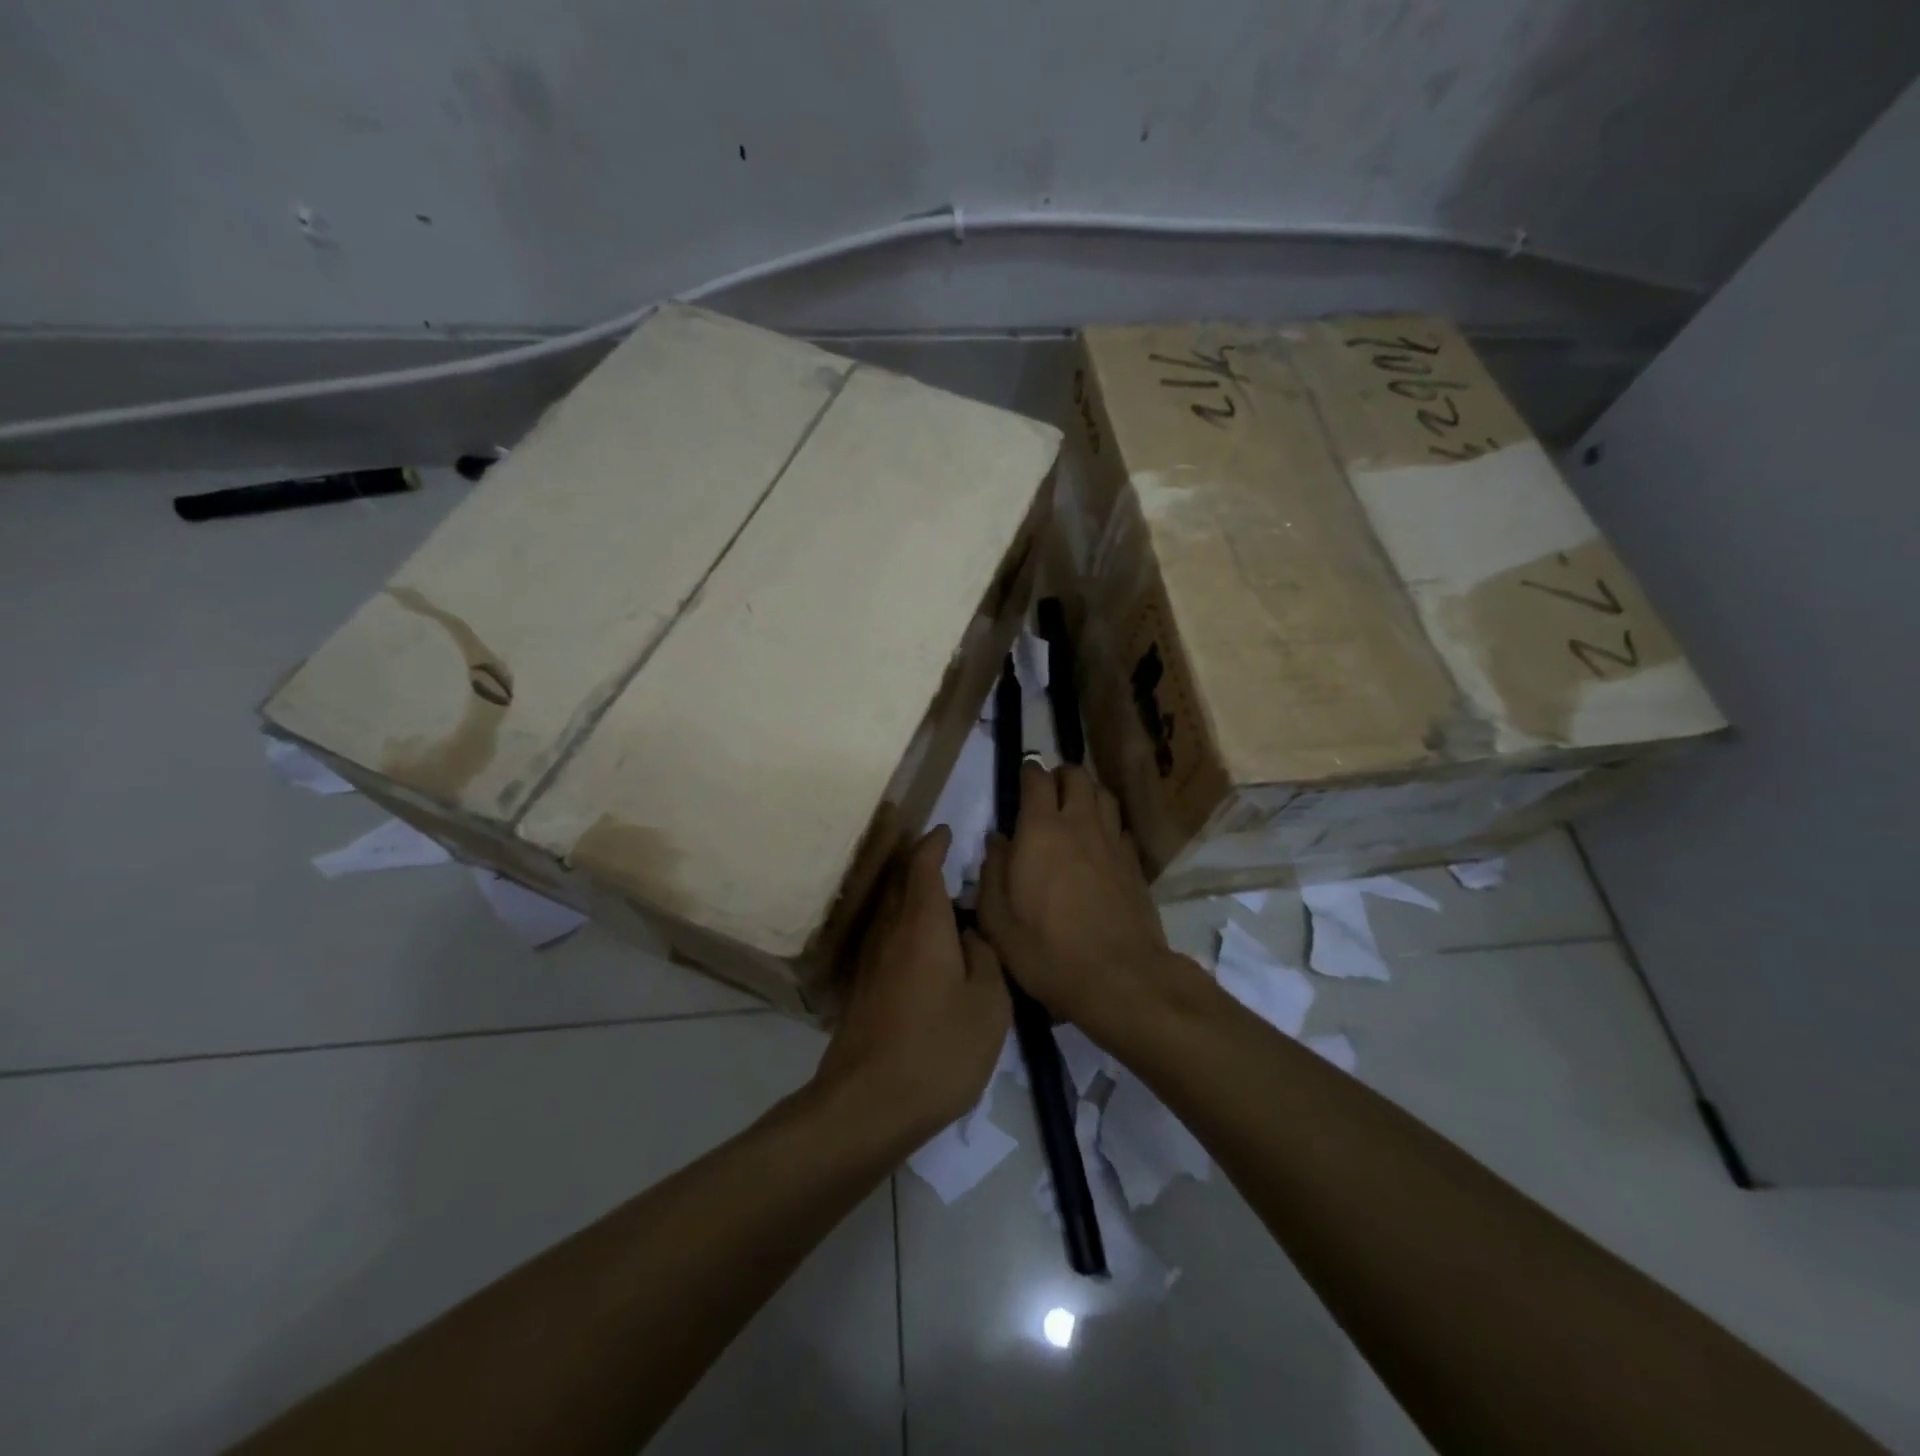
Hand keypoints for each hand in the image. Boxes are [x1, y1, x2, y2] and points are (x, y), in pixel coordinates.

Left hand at [816, 826, 1010, 1138]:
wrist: (868, 1105)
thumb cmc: (939, 1049)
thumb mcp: (989, 1004)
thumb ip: (985, 958)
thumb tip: (971, 935)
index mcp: (922, 925)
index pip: (923, 866)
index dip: (934, 844)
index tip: (947, 830)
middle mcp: (890, 933)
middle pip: (900, 884)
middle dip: (920, 865)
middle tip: (947, 860)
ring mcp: (870, 962)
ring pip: (890, 913)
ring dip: (911, 897)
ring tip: (941, 902)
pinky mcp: (862, 991)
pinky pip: (886, 941)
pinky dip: (905, 929)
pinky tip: (924, 951)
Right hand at [978, 763, 1183, 1045]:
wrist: (1118, 977)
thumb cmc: (1046, 950)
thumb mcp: (997, 919)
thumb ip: (992, 871)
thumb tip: (996, 840)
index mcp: (1041, 830)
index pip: (1037, 779)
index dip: (1028, 772)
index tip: (1021, 779)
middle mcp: (1080, 824)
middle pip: (1076, 776)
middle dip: (1060, 775)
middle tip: (1047, 792)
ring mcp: (1112, 841)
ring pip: (1103, 794)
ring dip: (1087, 793)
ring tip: (1075, 809)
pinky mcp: (1134, 863)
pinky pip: (1120, 826)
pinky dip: (1107, 823)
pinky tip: (1099, 843)